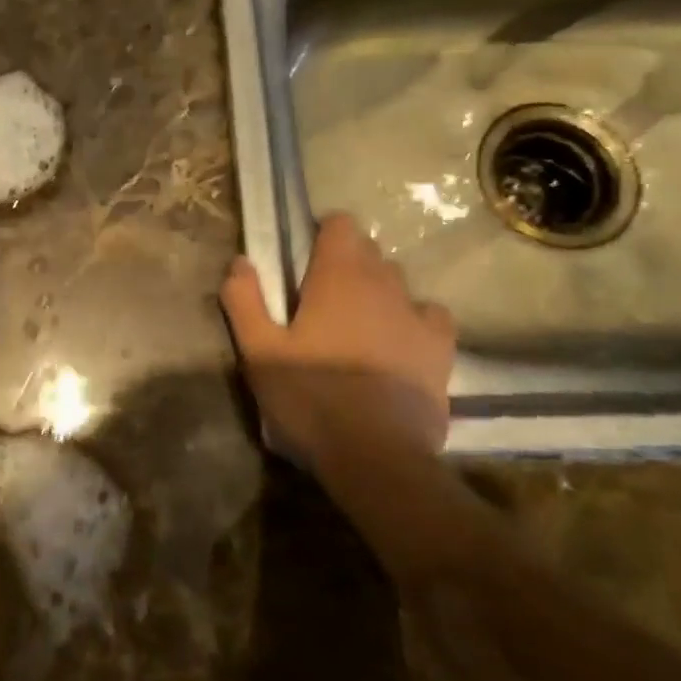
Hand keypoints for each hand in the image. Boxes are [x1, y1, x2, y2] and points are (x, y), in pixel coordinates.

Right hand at [222, 213, 455, 468]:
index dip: (322, 234)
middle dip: (346, 263)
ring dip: (376, 290)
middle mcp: (383, 283)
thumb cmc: (310, 397)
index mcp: (338, 276)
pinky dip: (412, 318)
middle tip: (319, 298)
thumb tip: (240, 262)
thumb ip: (244, 300)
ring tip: (356, 323)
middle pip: (368, 251)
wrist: (375, 456)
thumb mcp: (259, 352)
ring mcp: (417, 315)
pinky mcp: (440, 349)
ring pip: (397, 282)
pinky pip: (429, 314)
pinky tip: (397, 340)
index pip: (340, 224)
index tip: (303, 260)